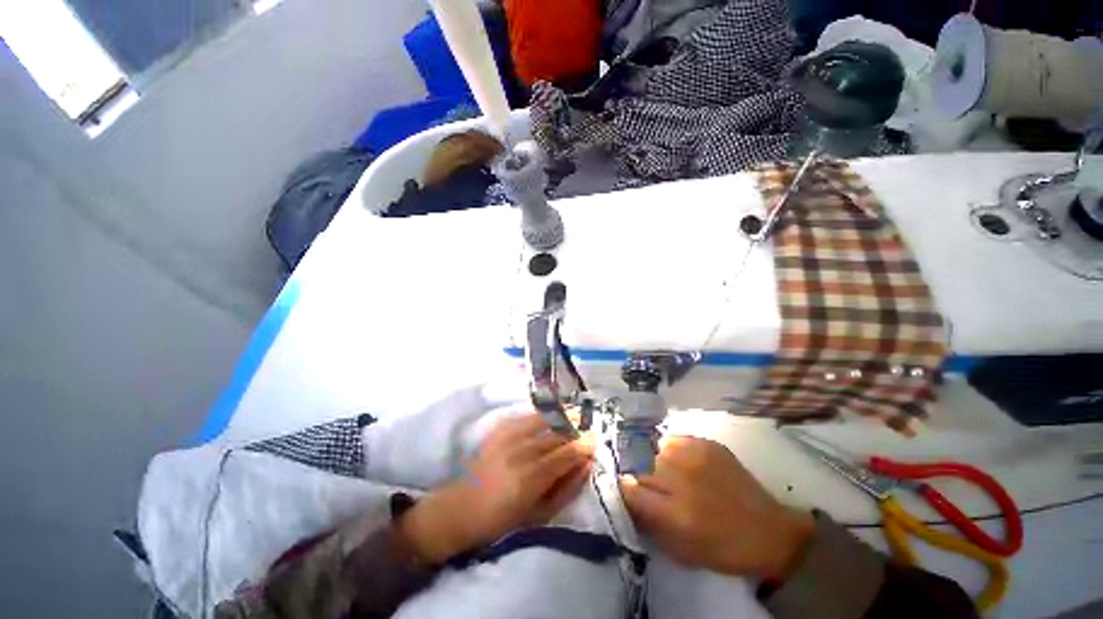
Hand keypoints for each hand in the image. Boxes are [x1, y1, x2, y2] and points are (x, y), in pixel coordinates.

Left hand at [399, 414, 592, 563]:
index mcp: (531, 479)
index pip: (567, 453)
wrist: (462, 507)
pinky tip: (553, 413)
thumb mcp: (541, 514)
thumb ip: (567, 488)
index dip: (584, 444)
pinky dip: (544, 413)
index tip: (595, 440)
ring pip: (544, 419)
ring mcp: (508, 437)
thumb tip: (587, 463)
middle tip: (588, 426)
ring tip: (575, 414)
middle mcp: (520, 453)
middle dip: (576, 428)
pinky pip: (527, 415)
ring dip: (562, 415)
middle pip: (557, 433)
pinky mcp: (500, 430)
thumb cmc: (504, 519)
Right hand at [620, 436, 813, 579]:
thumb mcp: (680, 551)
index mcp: (675, 512)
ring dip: (652, 462)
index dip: (624, 489)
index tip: (626, 491)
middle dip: (638, 476)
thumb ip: (649, 522)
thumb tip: (627, 495)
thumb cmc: (723, 549)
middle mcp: (681, 478)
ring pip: (653, 450)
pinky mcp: (706, 443)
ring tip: (664, 472)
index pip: (630, 489)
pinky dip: (669, 451)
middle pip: (639, 466)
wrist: (769, 531)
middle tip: (648, 485)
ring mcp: (694, 456)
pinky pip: (672, 440)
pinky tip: (679, 461)